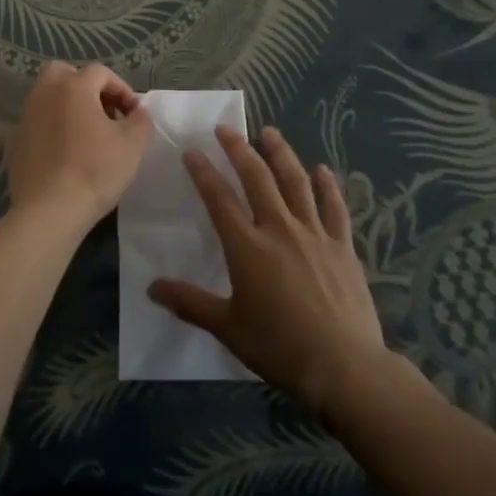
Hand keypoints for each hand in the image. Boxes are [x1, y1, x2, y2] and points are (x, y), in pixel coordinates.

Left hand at [5, 61, 152, 229]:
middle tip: (104, 111)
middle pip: (64, 73)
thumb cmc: (95, 170)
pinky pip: (39, 123)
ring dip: (69, 107)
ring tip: (89, 134)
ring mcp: (26, 117)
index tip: (134, 114)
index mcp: (73, 87)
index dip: (122, 89)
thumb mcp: (133, 144)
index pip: (100, 72)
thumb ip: (141, 120)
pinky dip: (54, 128)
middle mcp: (44, 93)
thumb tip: (137, 112)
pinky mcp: (16, 141)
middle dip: (86, 86)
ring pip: (49, 97)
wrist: (49, 211)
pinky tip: (67, 154)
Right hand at [149, 126, 391, 416]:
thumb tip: (152, 287)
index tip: (192, 150)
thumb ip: (190, 303)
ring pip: (296, 182)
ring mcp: (314, 234)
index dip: (204, 172)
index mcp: (247, 247)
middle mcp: (279, 229)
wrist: (343, 366)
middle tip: (225, 129)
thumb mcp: (228, 327)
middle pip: (257, 178)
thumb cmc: (279, 347)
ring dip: (281, 154)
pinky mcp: (343, 246)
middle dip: (238, 149)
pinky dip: (328, 186)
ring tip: (270, 132)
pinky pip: (334, 207)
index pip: (219, 198)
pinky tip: (322, 170)